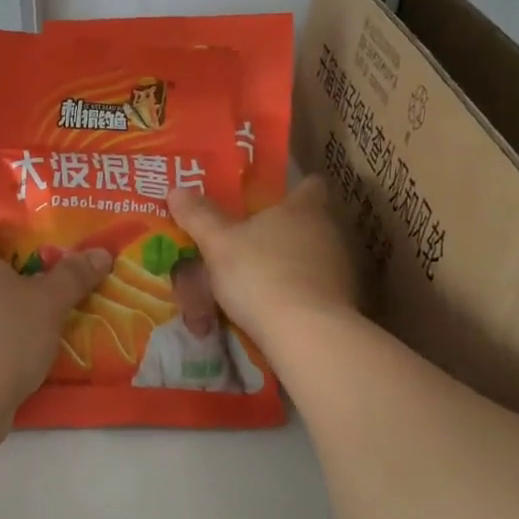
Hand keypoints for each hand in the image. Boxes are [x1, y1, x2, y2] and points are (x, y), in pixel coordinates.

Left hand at [0, 224, 112, 416]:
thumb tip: (100, 252)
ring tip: (41, 323)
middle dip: (13, 276)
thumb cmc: (5, 337)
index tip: (34, 245)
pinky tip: (21, 355)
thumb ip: (74, 275)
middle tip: (49, 285)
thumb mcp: (49, 302)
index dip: (4, 233)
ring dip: (5, 310)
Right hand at [168, 177, 356, 347]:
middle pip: (307, 223)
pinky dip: (294, 295)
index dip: (292, 189)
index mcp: (303, 209)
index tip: (271, 198)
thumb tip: (177, 190)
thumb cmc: (261, 274)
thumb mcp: (218, 243)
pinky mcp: (341, 302)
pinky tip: (270, 310)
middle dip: (280, 232)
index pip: (310, 185)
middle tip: (247, 242)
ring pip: (309, 259)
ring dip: (286, 266)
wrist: (306, 333)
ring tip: (253, 282)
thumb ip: (199, 216)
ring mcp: (339, 269)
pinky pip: (313, 290)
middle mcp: (328, 233)